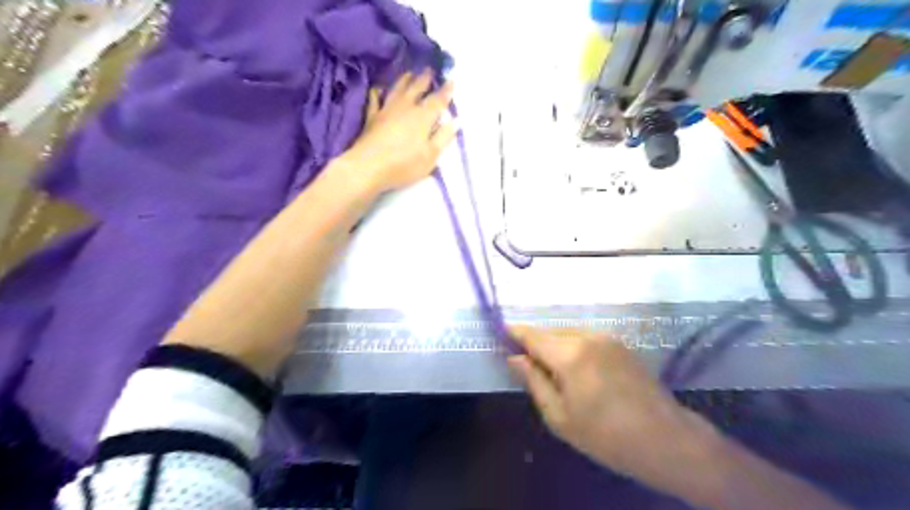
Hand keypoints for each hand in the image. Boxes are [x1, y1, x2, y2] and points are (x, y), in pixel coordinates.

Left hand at [339, 68, 457, 191]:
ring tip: (410, 72)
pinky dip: (377, 92)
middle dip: (425, 78)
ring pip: (397, 89)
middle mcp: (405, 108)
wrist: (368, 166)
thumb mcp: (430, 156)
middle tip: (430, 69)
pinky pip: (375, 99)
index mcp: (423, 117)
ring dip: (405, 80)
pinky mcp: (371, 117)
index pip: (437, 100)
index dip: (446, 90)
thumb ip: (443, 137)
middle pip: (417, 88)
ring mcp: (386, 110)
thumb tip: (456, 121)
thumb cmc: (404, 165)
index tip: (452, 80)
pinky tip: (378, 88)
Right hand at [510, 326, 726, 497]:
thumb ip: (534, 381)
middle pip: (550, 332)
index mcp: (569, 355)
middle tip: (525, 362)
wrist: (665, 439)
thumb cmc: (606, 436)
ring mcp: (606, 337)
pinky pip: (585, 337)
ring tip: (551, 368)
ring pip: (568, 333)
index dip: (515, 333)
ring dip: (554, 344)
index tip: (501, 333)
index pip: (532, 335)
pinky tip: (576, 368)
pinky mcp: (620, 343)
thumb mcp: (560, 416)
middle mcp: (587, 337)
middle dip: (535, 342)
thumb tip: (514, 358)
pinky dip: (572, 345)